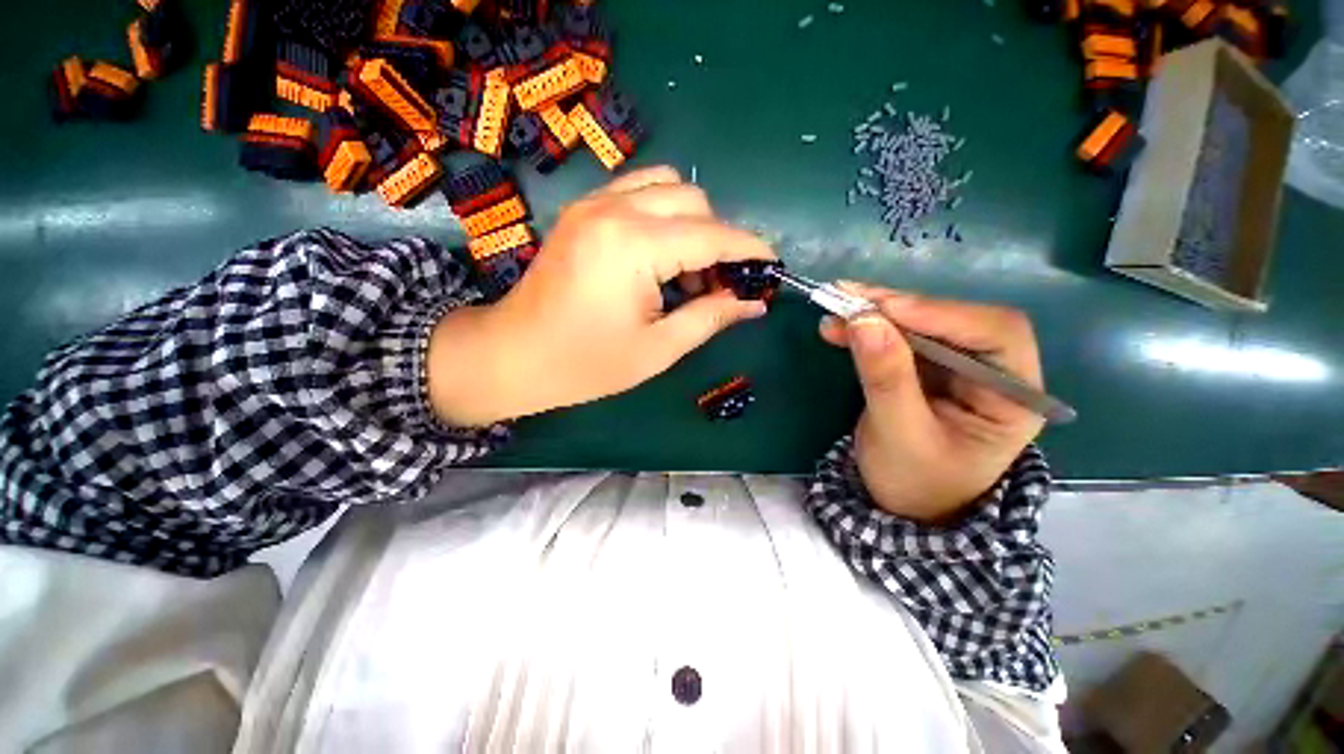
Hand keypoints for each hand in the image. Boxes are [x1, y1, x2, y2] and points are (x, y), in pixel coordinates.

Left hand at [428, 166, 775, 425]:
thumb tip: (753, 303)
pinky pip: (638, 192)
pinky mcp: (583, 210)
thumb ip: (710, 318)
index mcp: (633, 247)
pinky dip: (662, 215)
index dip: (749, 249)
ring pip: (666, 186)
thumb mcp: (658, 349)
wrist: (515, 355)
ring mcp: (594, 203)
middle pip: (693, 200)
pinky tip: (659, 255)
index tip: (773, 264)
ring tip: (687, 270)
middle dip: (718, 239)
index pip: (712, 235)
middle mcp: (614, 210)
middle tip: (718, 284)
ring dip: (691, 222)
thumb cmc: (586, 363)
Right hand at [819, 285, 1044, 522]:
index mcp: (1011, 396)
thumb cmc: (914, 483)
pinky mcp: (922, 369)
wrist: (903, 506)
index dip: (941, 314)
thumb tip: (864, 320)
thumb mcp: (899, 435)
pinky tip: (838, 327)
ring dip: (876, 314)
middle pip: (953, 320)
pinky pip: (896, 339)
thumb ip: (886, 379)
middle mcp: (990, 372)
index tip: (883, 309)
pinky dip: (865, 330)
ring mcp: (954, 368)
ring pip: (920, 324)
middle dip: (899, 308)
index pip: (996, 333)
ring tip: (836, 305)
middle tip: (847, 296)